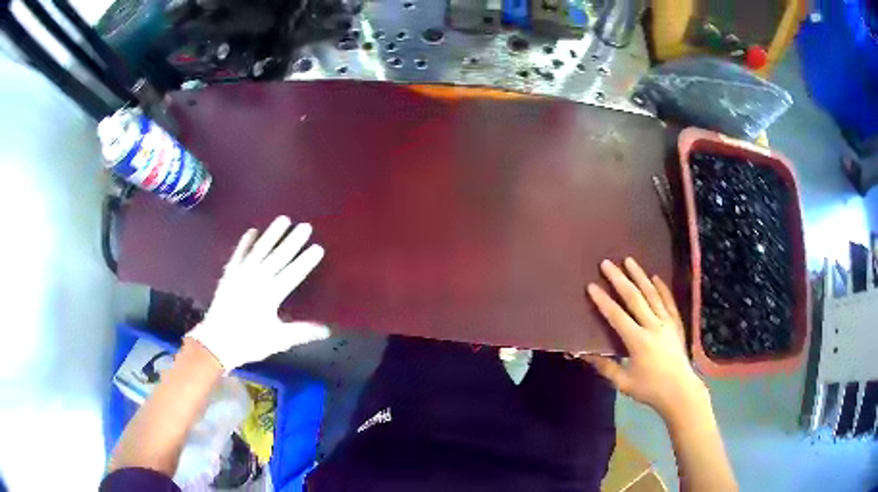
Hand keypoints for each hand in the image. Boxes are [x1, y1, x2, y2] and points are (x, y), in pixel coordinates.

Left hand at [187, 216, 329, 370]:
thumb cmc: (249, 342)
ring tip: (284, 219)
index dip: (306, 261)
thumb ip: (302, 332)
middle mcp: (257, 279)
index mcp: (270, 295)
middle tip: (306, 226)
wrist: (216, 343)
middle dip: (293, 241)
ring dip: (272, 234)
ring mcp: (241, 274)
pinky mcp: (229, 275)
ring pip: (259, 250)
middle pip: (278, 257)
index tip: (318, 247)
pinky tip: (252, 231)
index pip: (293, 274)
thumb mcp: (278, 339)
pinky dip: (245, 242)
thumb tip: (327, 329)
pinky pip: (238, 254)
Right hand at [582, 258, 705, 420]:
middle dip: (619, 279)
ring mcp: (667, 323)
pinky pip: (669, 302)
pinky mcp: (676, 325)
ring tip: (629, 261)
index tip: (592, 286)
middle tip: (607, 263)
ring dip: (640, 276)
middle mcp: (653, 326)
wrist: (680, 391)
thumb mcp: (624, 383)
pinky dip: (662, 288)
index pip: (617, 316)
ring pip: (652, 294)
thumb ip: (606, 367)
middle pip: (635, 298)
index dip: (603, 301)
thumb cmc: (650, 389)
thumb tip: (584, 355)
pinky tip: (656, 277)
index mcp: (638, 341)